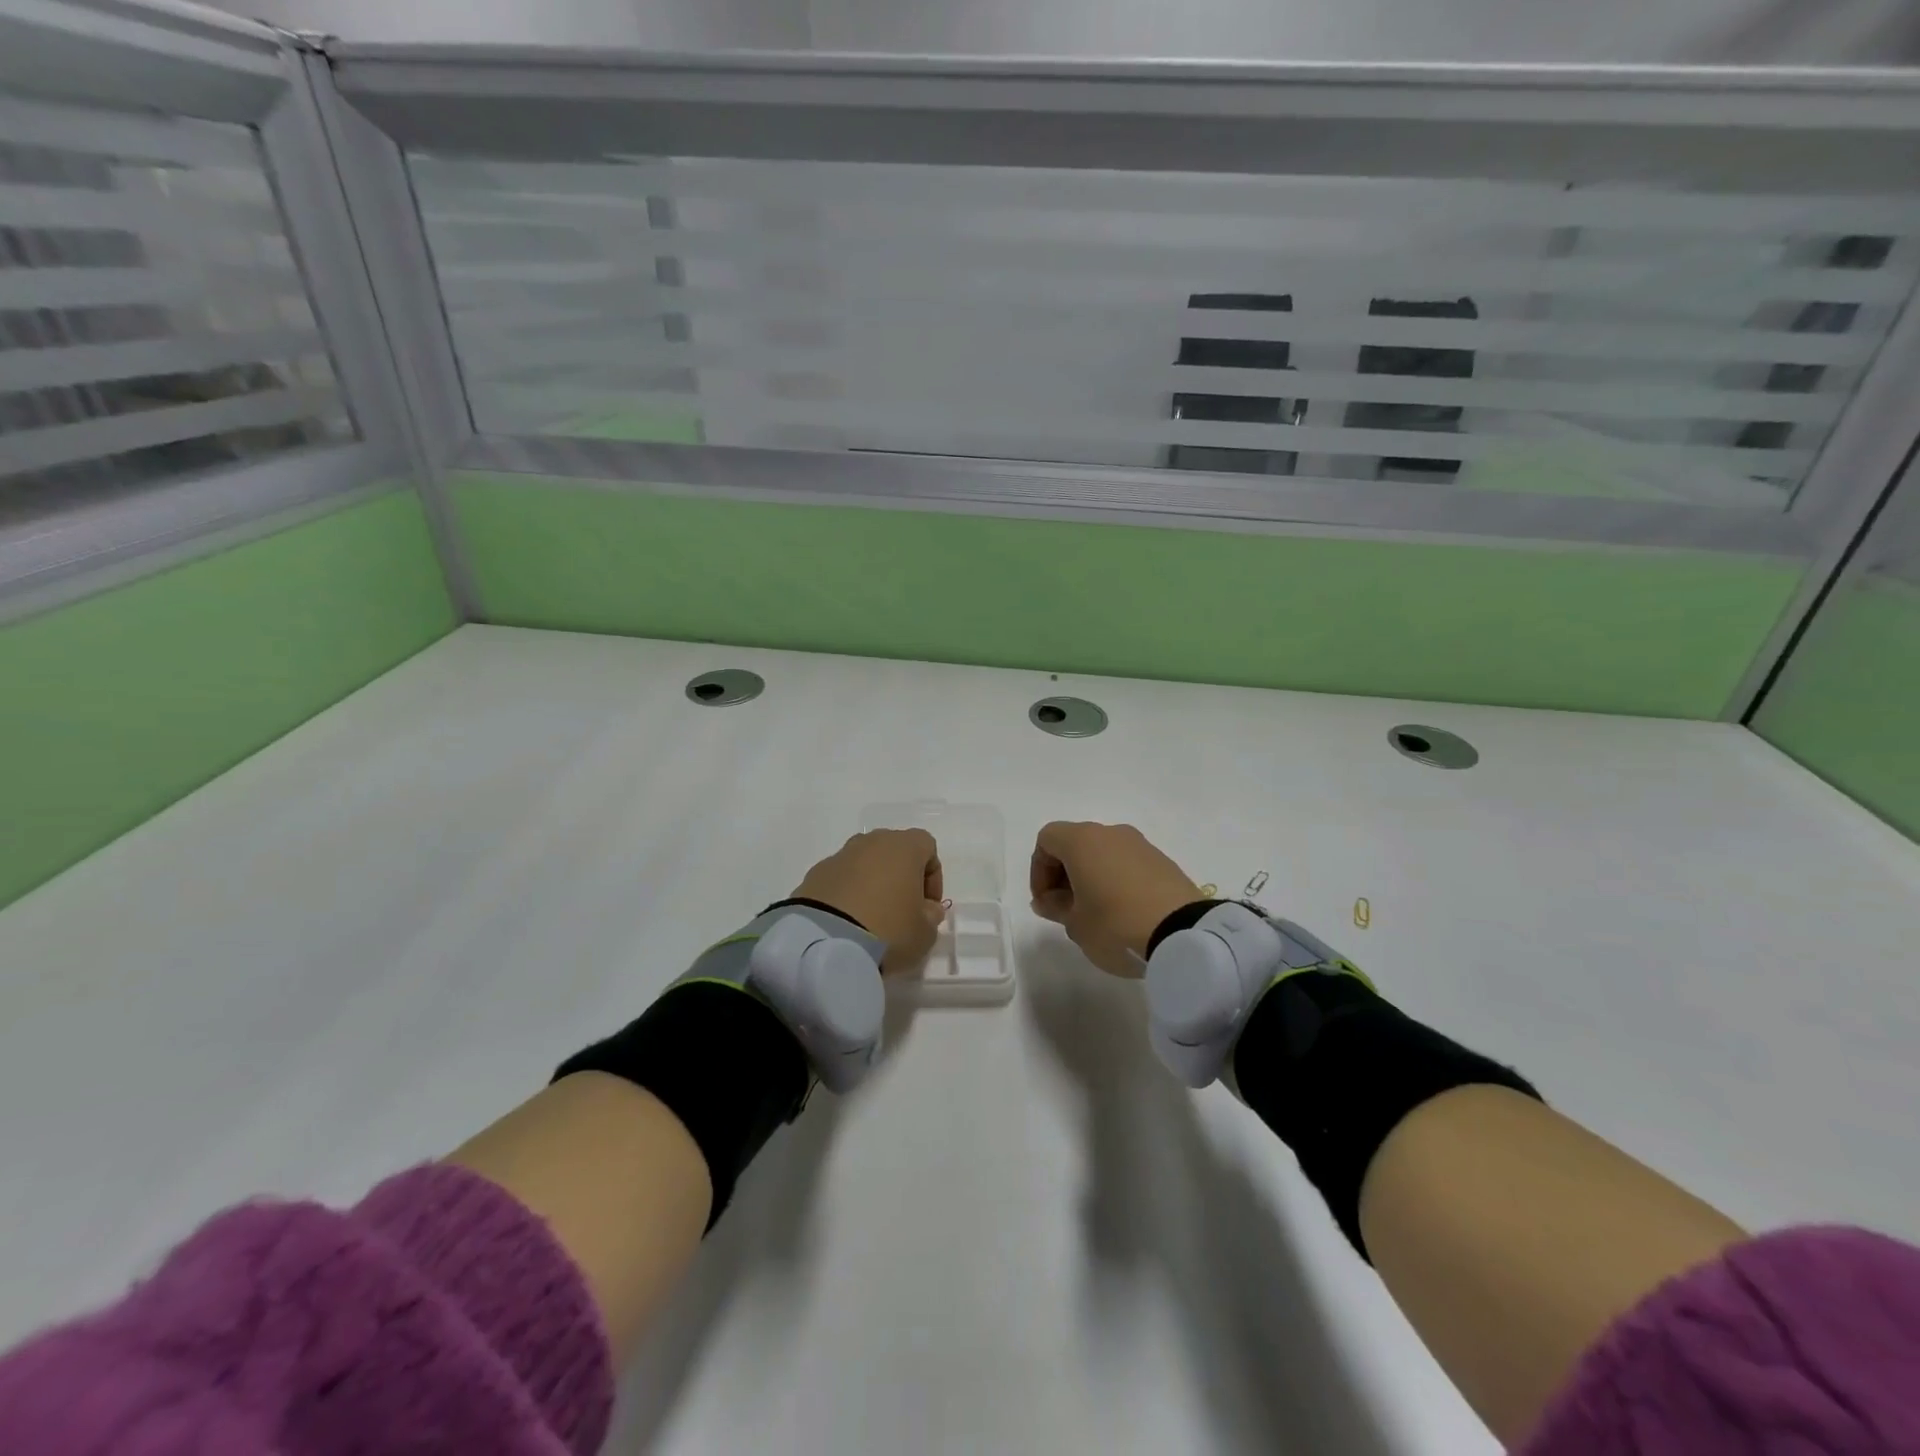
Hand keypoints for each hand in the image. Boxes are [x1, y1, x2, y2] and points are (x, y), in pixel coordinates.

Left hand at [793, 830, 944, 972]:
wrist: (826, 943)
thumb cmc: (888, 930)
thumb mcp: (925, 932)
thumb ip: (931, 916)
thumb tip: (926, 908)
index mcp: (903, 847)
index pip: (927, 847)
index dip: (932, 876)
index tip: (929, 906)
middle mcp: (871, 842)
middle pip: (893, 851)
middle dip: (900, 876)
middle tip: (902, 909)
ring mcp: (840, 856)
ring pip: (864, 863)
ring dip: (872, 883)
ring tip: (871, 918)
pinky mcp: (814, 875)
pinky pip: (840, 879)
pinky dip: (847, 894)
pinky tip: (846, 922)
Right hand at [1030, 822, 1203, 977]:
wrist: (1184, 933)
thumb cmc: (1115, 924)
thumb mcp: (1076, 924)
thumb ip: (1056, 907)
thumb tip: (1048, 900)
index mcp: (1082, 841)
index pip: (1047, 839)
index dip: (1038, 870)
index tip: (1045, 902)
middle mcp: (1111, 833)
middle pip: (1075, 843)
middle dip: (1063, 873)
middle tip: (1066, 909)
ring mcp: (1140, 845)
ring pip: (1103, 853)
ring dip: (1091, 876)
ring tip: (1095, 914)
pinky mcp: (1163, 861)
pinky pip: (1127, 864)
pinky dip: (1116, 880)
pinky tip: (1123, 912)